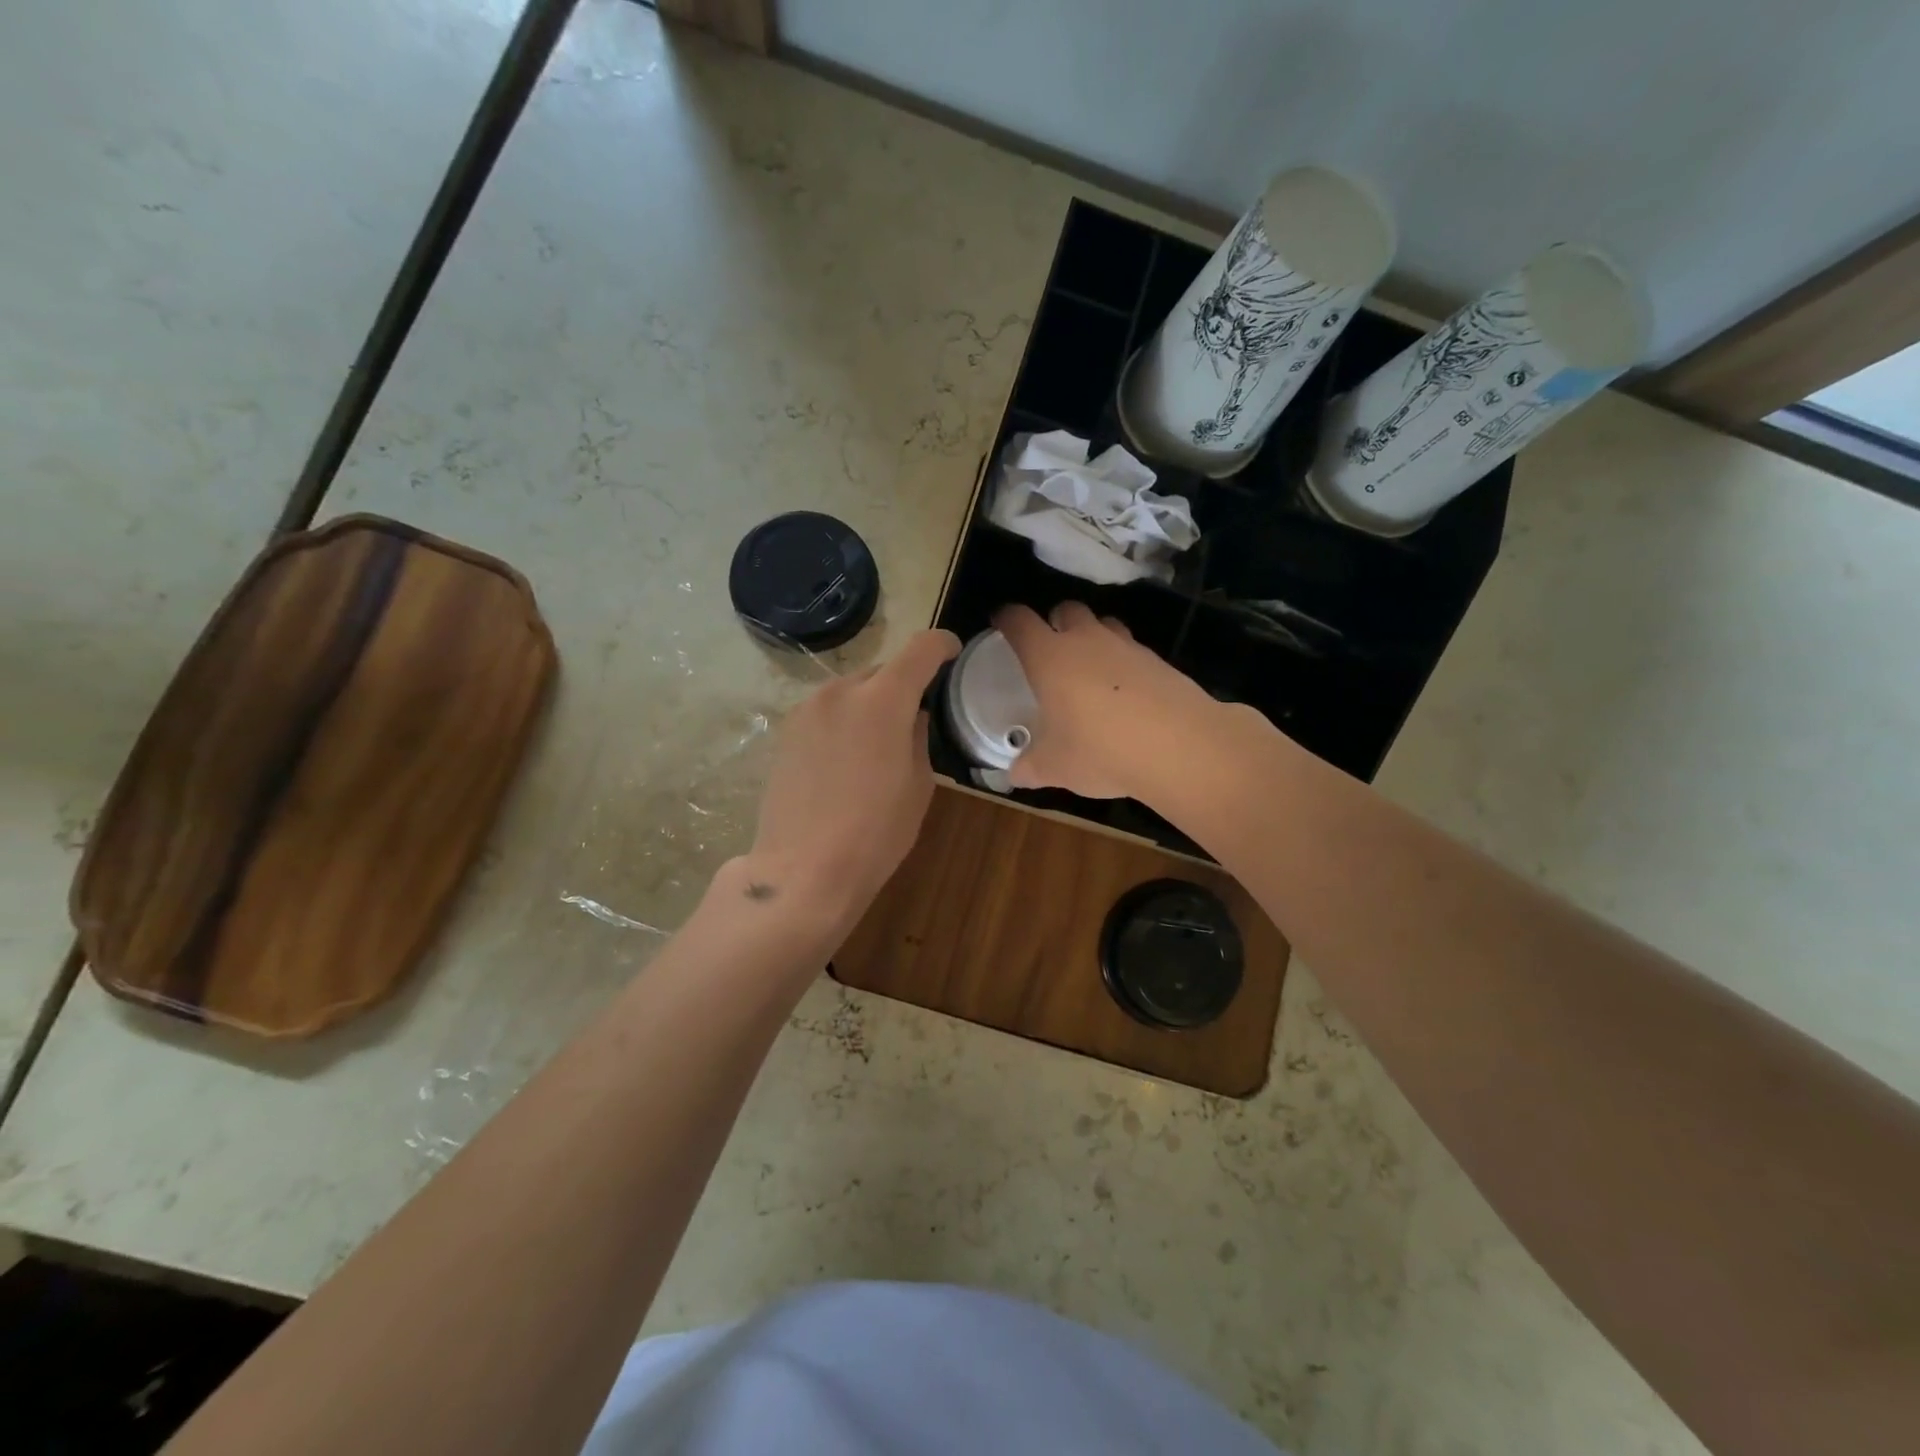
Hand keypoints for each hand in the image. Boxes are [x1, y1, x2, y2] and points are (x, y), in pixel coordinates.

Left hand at [744, 629, 960, 937]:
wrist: (803, 869)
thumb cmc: (875, 832)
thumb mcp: (919, 785)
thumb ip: (920, 737)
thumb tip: (914, 717)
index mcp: (883, 699)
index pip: (921, 648)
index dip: (943, 646)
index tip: (953, 657)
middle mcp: (841, 691)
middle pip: (883, 669)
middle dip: (904, 685)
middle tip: (915, 719)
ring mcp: (807, 709)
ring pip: (851, 690)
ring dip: (871, 703)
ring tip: (878, 745)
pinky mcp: (786, 731)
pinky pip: (827, 711)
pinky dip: (844, 721)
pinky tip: (846, 760)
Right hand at [992, 602, 1217, 799]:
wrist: (1179, 747)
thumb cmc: (1100, 751)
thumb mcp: (1055, 767)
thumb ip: (1029, 767)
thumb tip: (1014, 774)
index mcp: (1049, 657)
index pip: (1019, 621)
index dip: (1006, 617)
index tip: (1001, 621)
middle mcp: (1086, 640)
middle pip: (1066, 609)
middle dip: (1054, 621)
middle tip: (1049, 646)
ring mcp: (1126, 646)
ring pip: (1103, 623)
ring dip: (1092, 635)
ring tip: (1088, 666)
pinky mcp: (1158, 660)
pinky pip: (1131, 649)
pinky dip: (1122, 661)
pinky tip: (1123, 691)